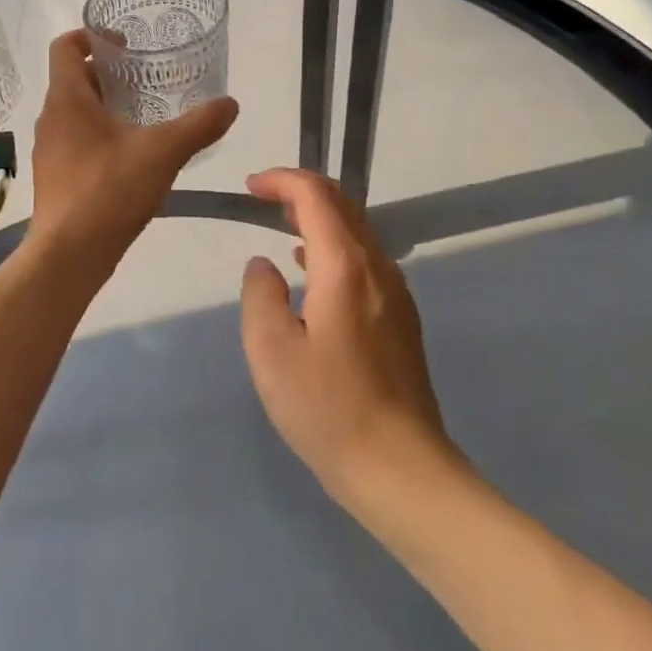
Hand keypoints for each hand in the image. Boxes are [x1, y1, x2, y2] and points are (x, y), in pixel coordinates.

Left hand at [27, 30, 237, 272]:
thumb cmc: (109, 190)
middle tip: (144, 78)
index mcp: (67, 99)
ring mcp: (48, 149)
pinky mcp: (54, 176)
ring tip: (142, 115)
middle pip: (73, 79)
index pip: (65, 47)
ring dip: (104, 106)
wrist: (69, 255)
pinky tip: (129, 156)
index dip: (91, 35)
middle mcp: (50, 118)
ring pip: (74, 112)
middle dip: (107, 74)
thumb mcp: (163, 152)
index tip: (124, 42)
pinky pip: (74, 140)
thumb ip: (199, 125)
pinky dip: (98, 135)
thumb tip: (230, 104)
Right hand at [239, 168, 452, 507]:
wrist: (401, 469)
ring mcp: (395, 293)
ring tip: (281, 228)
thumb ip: (261, 295)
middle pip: (343, 206)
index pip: (316, 197)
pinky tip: (312, 274)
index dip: (282, 181)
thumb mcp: (271, 352)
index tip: (250, 187)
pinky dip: (334, 247)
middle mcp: (377, 267)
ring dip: (319, 219)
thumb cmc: (328, 409)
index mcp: (345, 265)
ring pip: (357, 232)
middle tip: (263, 200)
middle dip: (301, 192)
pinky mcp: (401, 318)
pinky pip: (365, 260)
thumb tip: (264, 264)